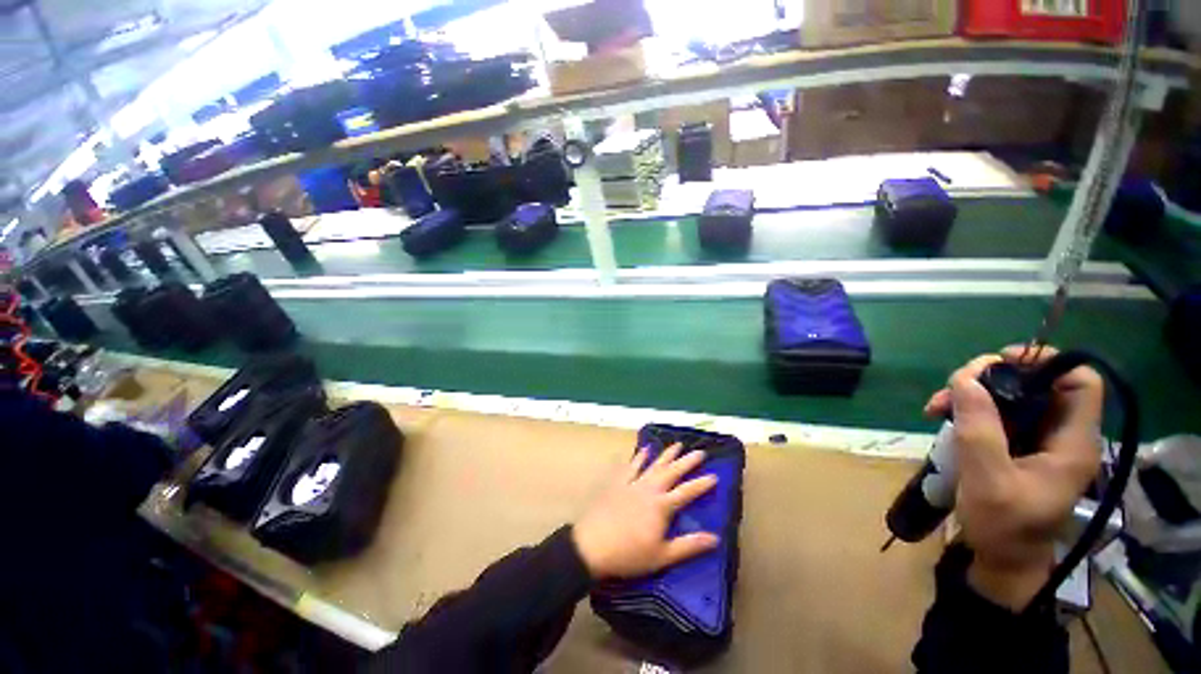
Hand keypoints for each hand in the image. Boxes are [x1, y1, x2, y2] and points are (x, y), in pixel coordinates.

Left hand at [572, 444, 719, 579]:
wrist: (592, 545)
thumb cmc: (629, 554)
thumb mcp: (662, 556)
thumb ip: (688, 546)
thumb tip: (715, 538)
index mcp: (661, 506)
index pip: (686, 492)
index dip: (701, 484)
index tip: (714, 475)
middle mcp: (649, 489)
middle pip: (672, 472)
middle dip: (687, 462)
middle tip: (699, 452)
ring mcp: (633, 483)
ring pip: (653, 465)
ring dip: (666, 454)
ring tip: (677, 444)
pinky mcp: (618, 483)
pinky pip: (631, 466)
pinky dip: (639, 457)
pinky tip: (644, 450)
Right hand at [923, 346, 1102, 609]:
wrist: (1001, 560)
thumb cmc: (1003, 527)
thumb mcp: (988, 480)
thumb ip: (980, 429)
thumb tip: (965, 378)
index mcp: (1071, 443)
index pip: (1080, 382)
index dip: (1046, 362)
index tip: (999, 363)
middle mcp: (1061, 435)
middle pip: (1038, 383)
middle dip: (992, 378)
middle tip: (952, 387)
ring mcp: (1039, 441)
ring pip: (1011, 396)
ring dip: (972, 393)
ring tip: (936, 406)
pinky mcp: (1018, 447)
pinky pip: (997, 413)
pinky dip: (969, 408)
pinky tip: (943, 416)